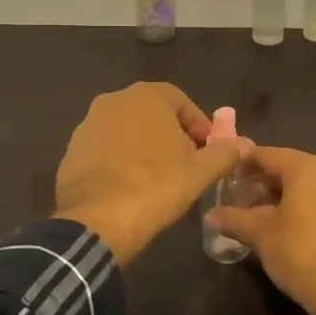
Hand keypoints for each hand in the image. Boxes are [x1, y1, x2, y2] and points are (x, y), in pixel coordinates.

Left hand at [54, 82, 251, 264]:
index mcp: (146, 96)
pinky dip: (118, 162)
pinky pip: (103, 151)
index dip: (197, 125)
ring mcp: (87, 125)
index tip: (206, 150)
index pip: (180, 100)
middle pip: (151, 114)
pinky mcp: (71, 151)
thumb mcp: (199, 172)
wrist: (99, 218)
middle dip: (170, 135)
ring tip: (157, 179)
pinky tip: (128, 188)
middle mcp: (113, 100)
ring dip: (143, 148)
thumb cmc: (156, 185)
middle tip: (185, 164)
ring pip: (125, 131)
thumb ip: (224, 153)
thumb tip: (245, 145)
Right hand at [208, 147, 315, 314]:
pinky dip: (303, 207)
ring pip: (307, 186)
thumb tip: (209, 216)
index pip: (266, 154)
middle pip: (288, 168)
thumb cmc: (300, 251)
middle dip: (262, 182)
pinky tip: (287, 227)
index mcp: (305, 167)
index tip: (225, 174)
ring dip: (282, 196)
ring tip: (259, 215)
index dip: (243, 164)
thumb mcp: (260, 235)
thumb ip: (234, 220)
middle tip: (239, 198)